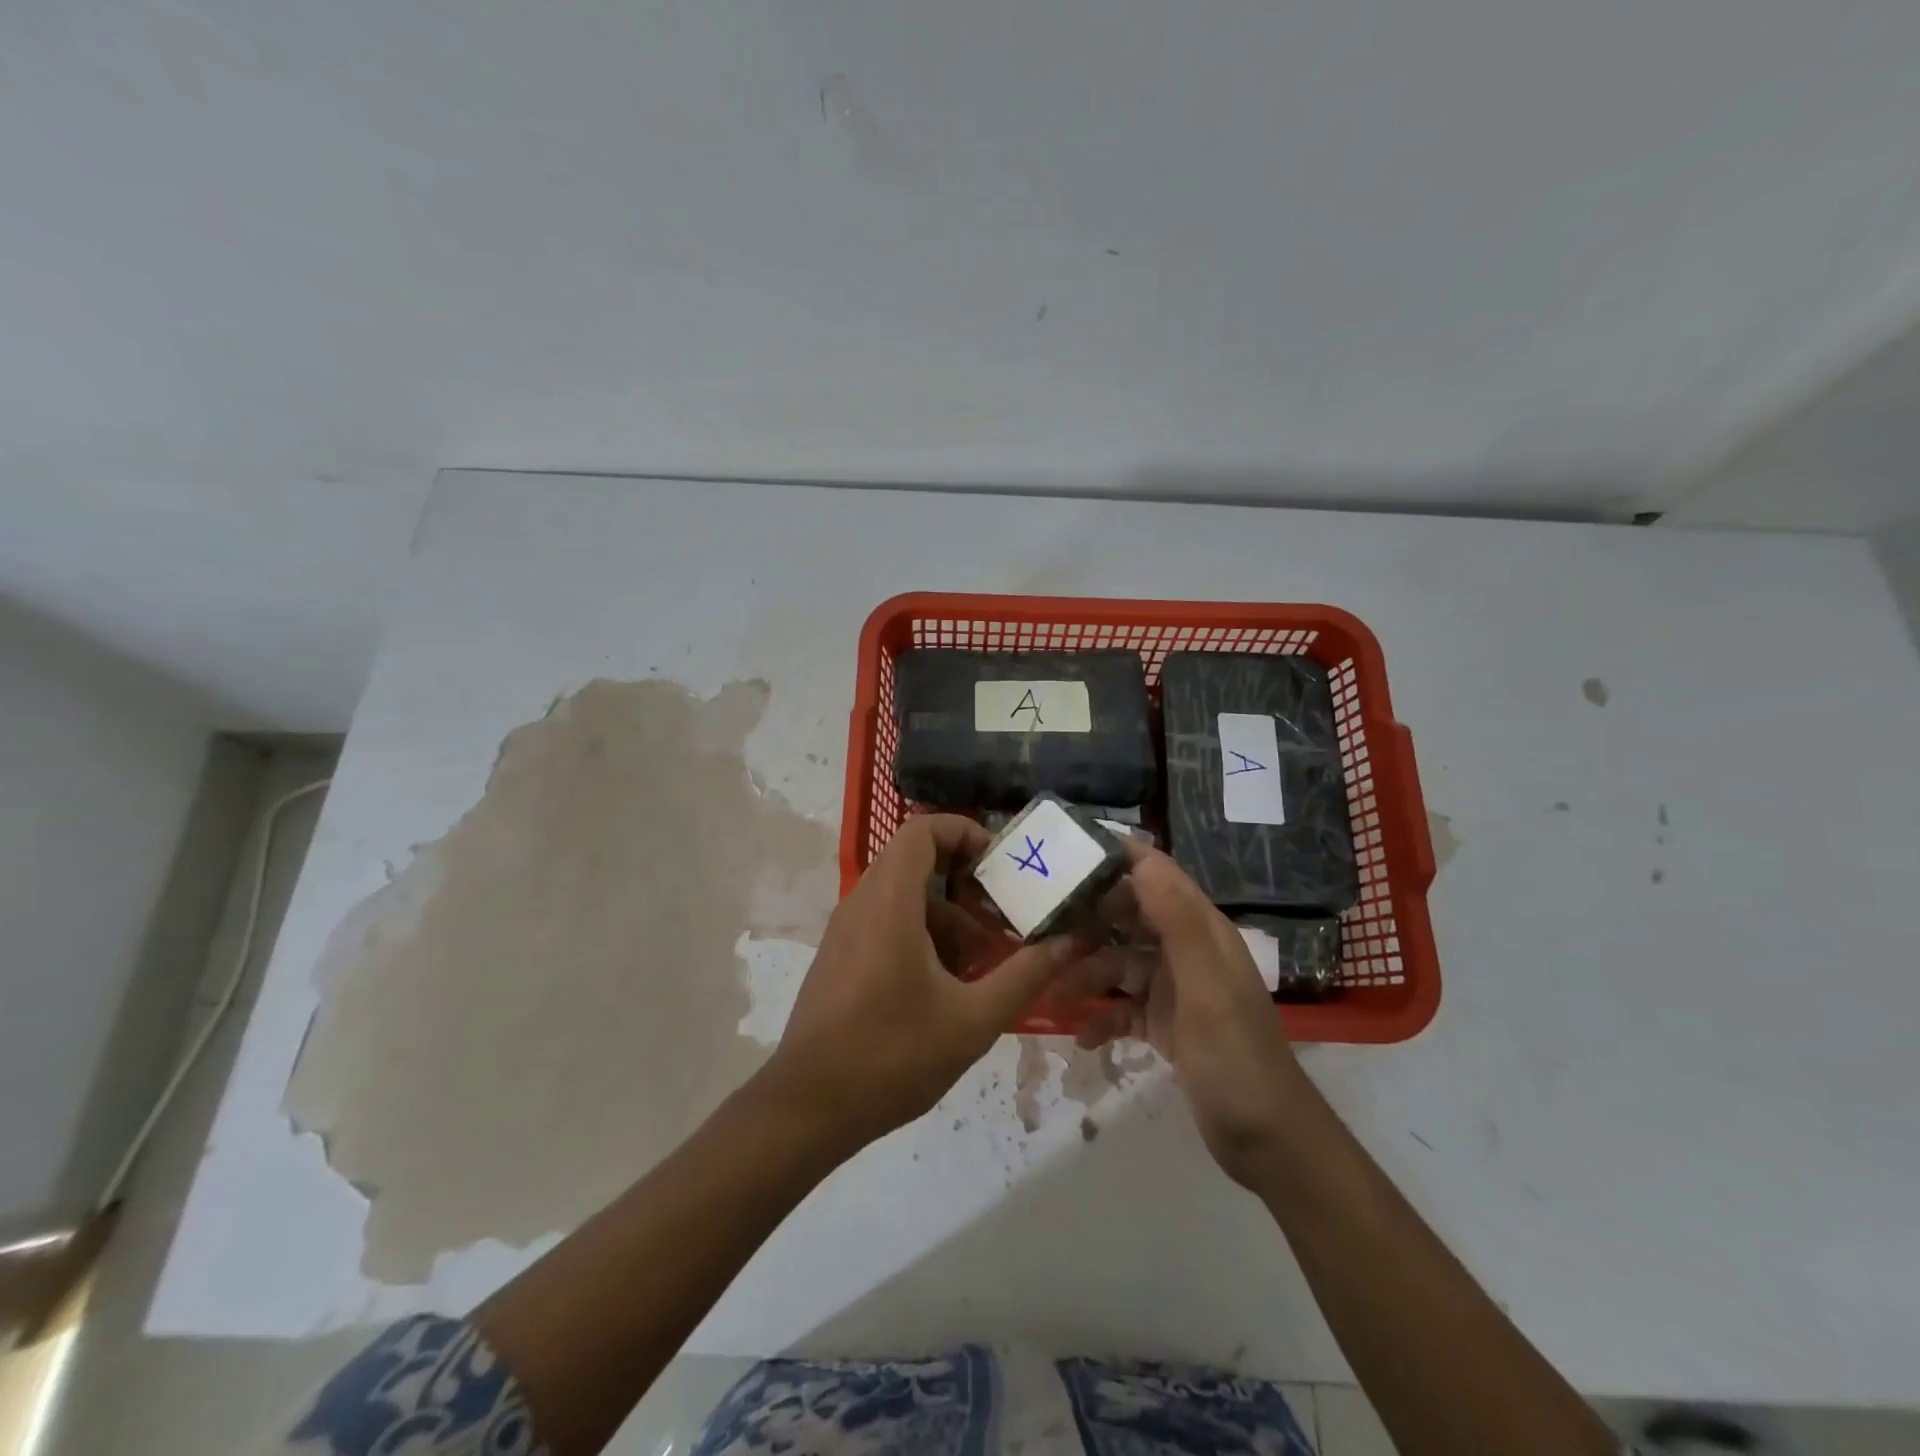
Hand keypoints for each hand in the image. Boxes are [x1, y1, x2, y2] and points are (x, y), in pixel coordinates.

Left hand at [762, 813, 1086, 1158]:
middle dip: (966, 883)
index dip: (964, 832)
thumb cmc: (891, 1056)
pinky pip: (886, 922)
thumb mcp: (972, 1020)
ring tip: (981, 964)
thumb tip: (1068, 942)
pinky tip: (946, 987)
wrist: (807, 1108)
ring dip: (948, 917)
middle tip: (1001, 915)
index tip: (1000, 866)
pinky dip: (922, 936)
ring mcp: (846, 931)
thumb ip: (1025, 975)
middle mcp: (862, 903)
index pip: (922, 830)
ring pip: (904, 897)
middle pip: (916, 862)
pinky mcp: (840, 957)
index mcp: (890, 903)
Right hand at [1073, 842, 1307, 1187]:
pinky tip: (1084, 1037)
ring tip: (1053, 996)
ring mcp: (1175, 989)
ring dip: (1087, 976)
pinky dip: (1103, 1017)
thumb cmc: (1236, 1057)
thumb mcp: (1205, 986)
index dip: (1117, 858)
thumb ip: (1176, 921)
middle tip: (1043, 928)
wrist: (1268, 1142)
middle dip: (1089, 920)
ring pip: (1120, 964)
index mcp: (1202, 930)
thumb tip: (1141, 859)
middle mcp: (1186, 951)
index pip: (1156, 874)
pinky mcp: (1165, 1024)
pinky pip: (1124, 1007)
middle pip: (1130, 916)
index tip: (1067, 854)